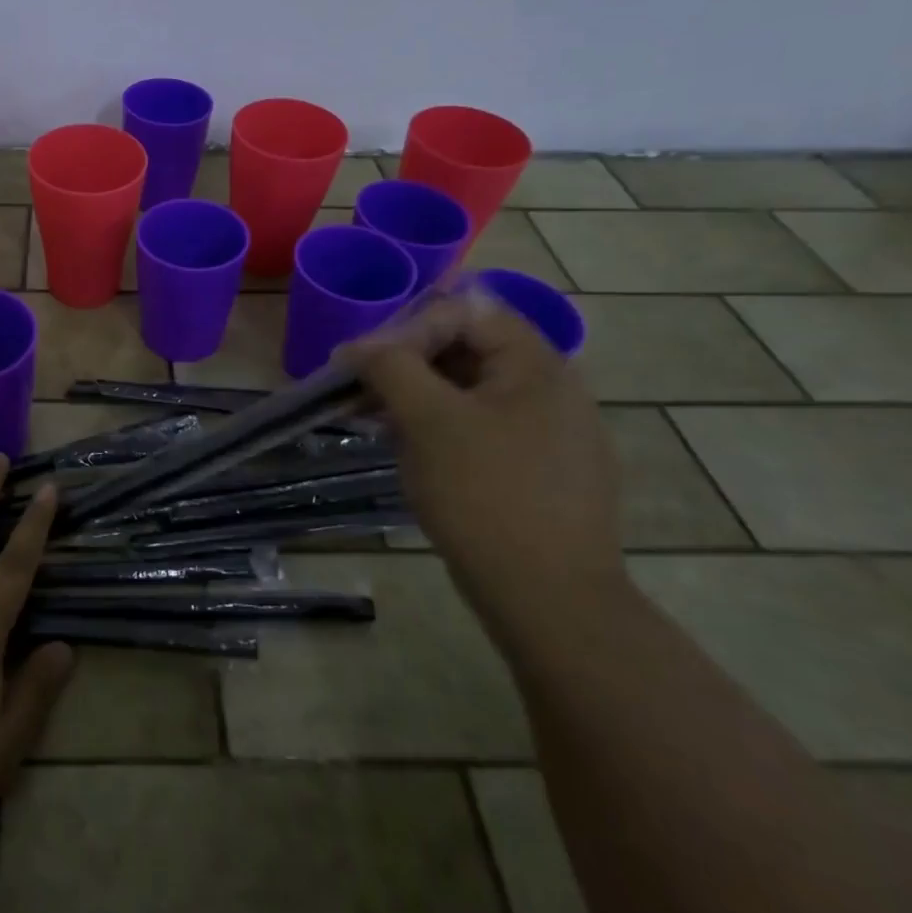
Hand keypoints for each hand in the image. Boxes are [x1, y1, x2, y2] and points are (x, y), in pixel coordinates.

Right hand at [345, 289, 625, 639]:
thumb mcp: (428, 420)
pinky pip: (482, 427)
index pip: (465, 312)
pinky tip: (411, 451)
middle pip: (468, 348)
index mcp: (537, 365)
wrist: (550, 600)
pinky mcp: (540, 470)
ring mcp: (551, 433)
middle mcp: (552, 389)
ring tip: (375, 420)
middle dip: (408, 362)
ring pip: (470, 391)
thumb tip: (359, 346)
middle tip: (362, 390)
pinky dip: (441, 427)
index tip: (363, 362)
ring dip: (418, 396)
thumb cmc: (486, 495)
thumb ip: (391, 366)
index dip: (408, 328)